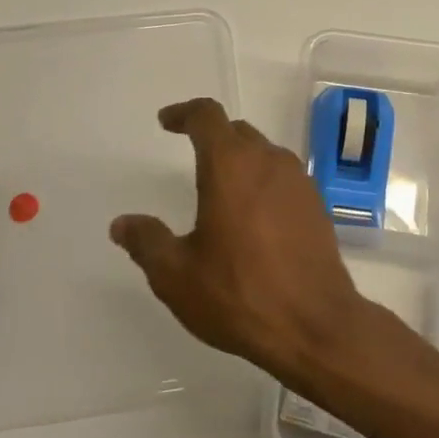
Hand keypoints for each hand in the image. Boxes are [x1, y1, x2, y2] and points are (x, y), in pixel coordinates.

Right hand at [109, 98, 367, 381]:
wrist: (315, 325)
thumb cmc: (239, 294)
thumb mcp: (176, 275)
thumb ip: (147, 242)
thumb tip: (122, 224)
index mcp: (230, 165)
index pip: (206, 116)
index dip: (183, 113)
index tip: (166, 122)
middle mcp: (268, 161)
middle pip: (237, 132)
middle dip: (211, 136)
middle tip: (190, 153)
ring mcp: (298, 181)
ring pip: (263, 153)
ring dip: (240, 160)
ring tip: (221, 189)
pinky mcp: (316, 204)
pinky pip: (282, 178)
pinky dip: (262, 183)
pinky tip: (253, 217)